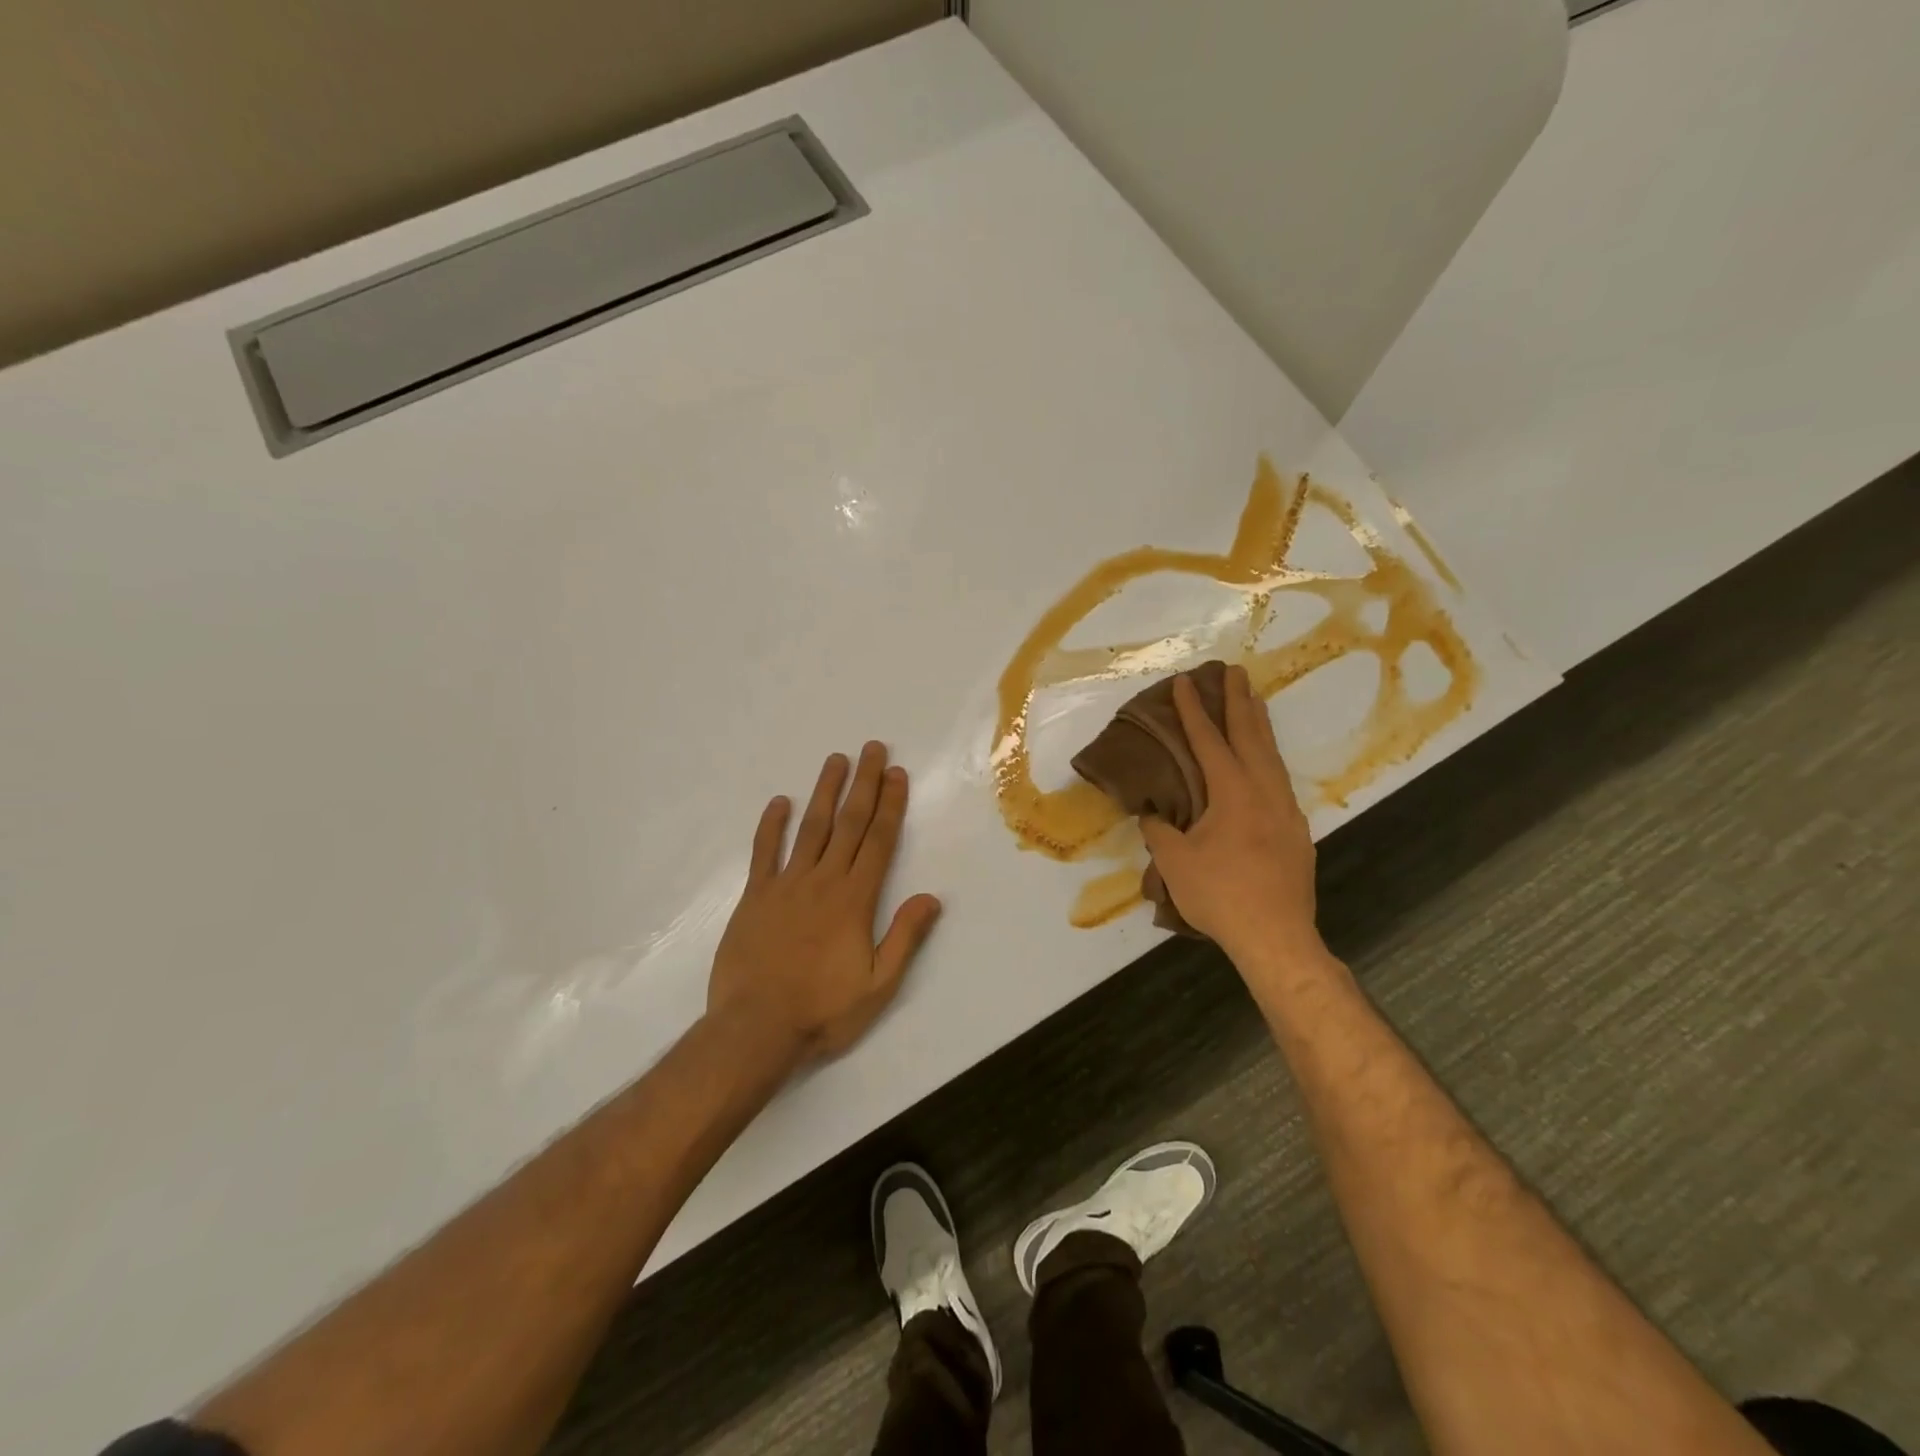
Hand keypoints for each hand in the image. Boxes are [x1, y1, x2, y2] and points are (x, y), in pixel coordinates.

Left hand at [707, 742, 942, 1065]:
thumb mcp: (878, 985)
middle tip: (872, 749)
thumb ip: (905, 937)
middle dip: (864, 783)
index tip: (897, 774)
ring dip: (825, 792)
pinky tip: (780, 802)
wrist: (755, 1028)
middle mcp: (823, 881)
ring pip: (811, 828)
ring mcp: (785, 885)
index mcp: (855, 899)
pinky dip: (772, 825)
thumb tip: (931, 897)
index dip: (890, 805)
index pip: (878, 840)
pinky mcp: (755, 896)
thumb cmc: (822, 1010)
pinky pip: (764, 852)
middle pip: (849, 823)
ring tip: (836, 760)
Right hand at [1140, 665, 1324, 963]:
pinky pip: (1279, 779)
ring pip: (1272, 756)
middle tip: (1234, 672)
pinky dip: (1268, 758)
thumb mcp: (1175, 863)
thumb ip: (1159, 830)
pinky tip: (1264, 764)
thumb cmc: (1220, 896)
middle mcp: (1265, 791)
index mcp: (1233, 792)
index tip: (1185, 682)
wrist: (1277, 938)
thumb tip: (1153, 813)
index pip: (1209, 741)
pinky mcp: (1296, 831)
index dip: (1194, 710)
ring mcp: (1286, 810)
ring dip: (1259, 726)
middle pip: (1252, 736)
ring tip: (1253, 703)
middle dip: (1239, 702)